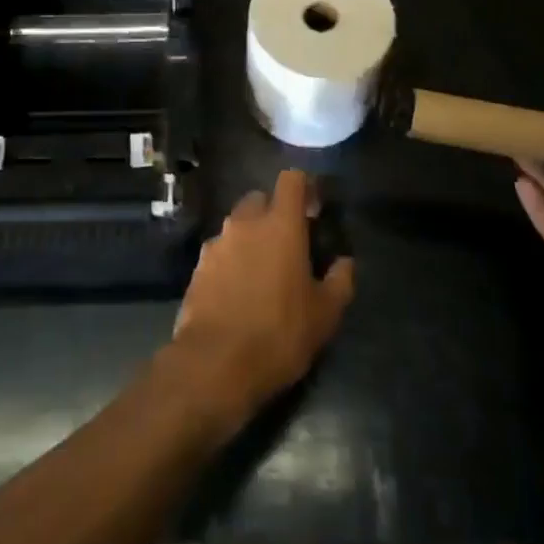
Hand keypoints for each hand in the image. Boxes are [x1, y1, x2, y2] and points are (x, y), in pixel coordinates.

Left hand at [170, 170, 354, 429]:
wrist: (214, 364)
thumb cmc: (279, 333)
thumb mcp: (325, 314)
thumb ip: (340, 281)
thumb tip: (345, 262)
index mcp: (280, 225)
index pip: (291, 179)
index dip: (304, 187)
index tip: (314, 209)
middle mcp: (245, 223)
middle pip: (259, 198)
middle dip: (274, 212)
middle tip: (288, 242)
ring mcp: (217, 243)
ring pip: (237, 225)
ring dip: (251, 237)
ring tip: (263, 270)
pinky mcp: (198, 266)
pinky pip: (220, 251)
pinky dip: (231, 260)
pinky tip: (238, 290)